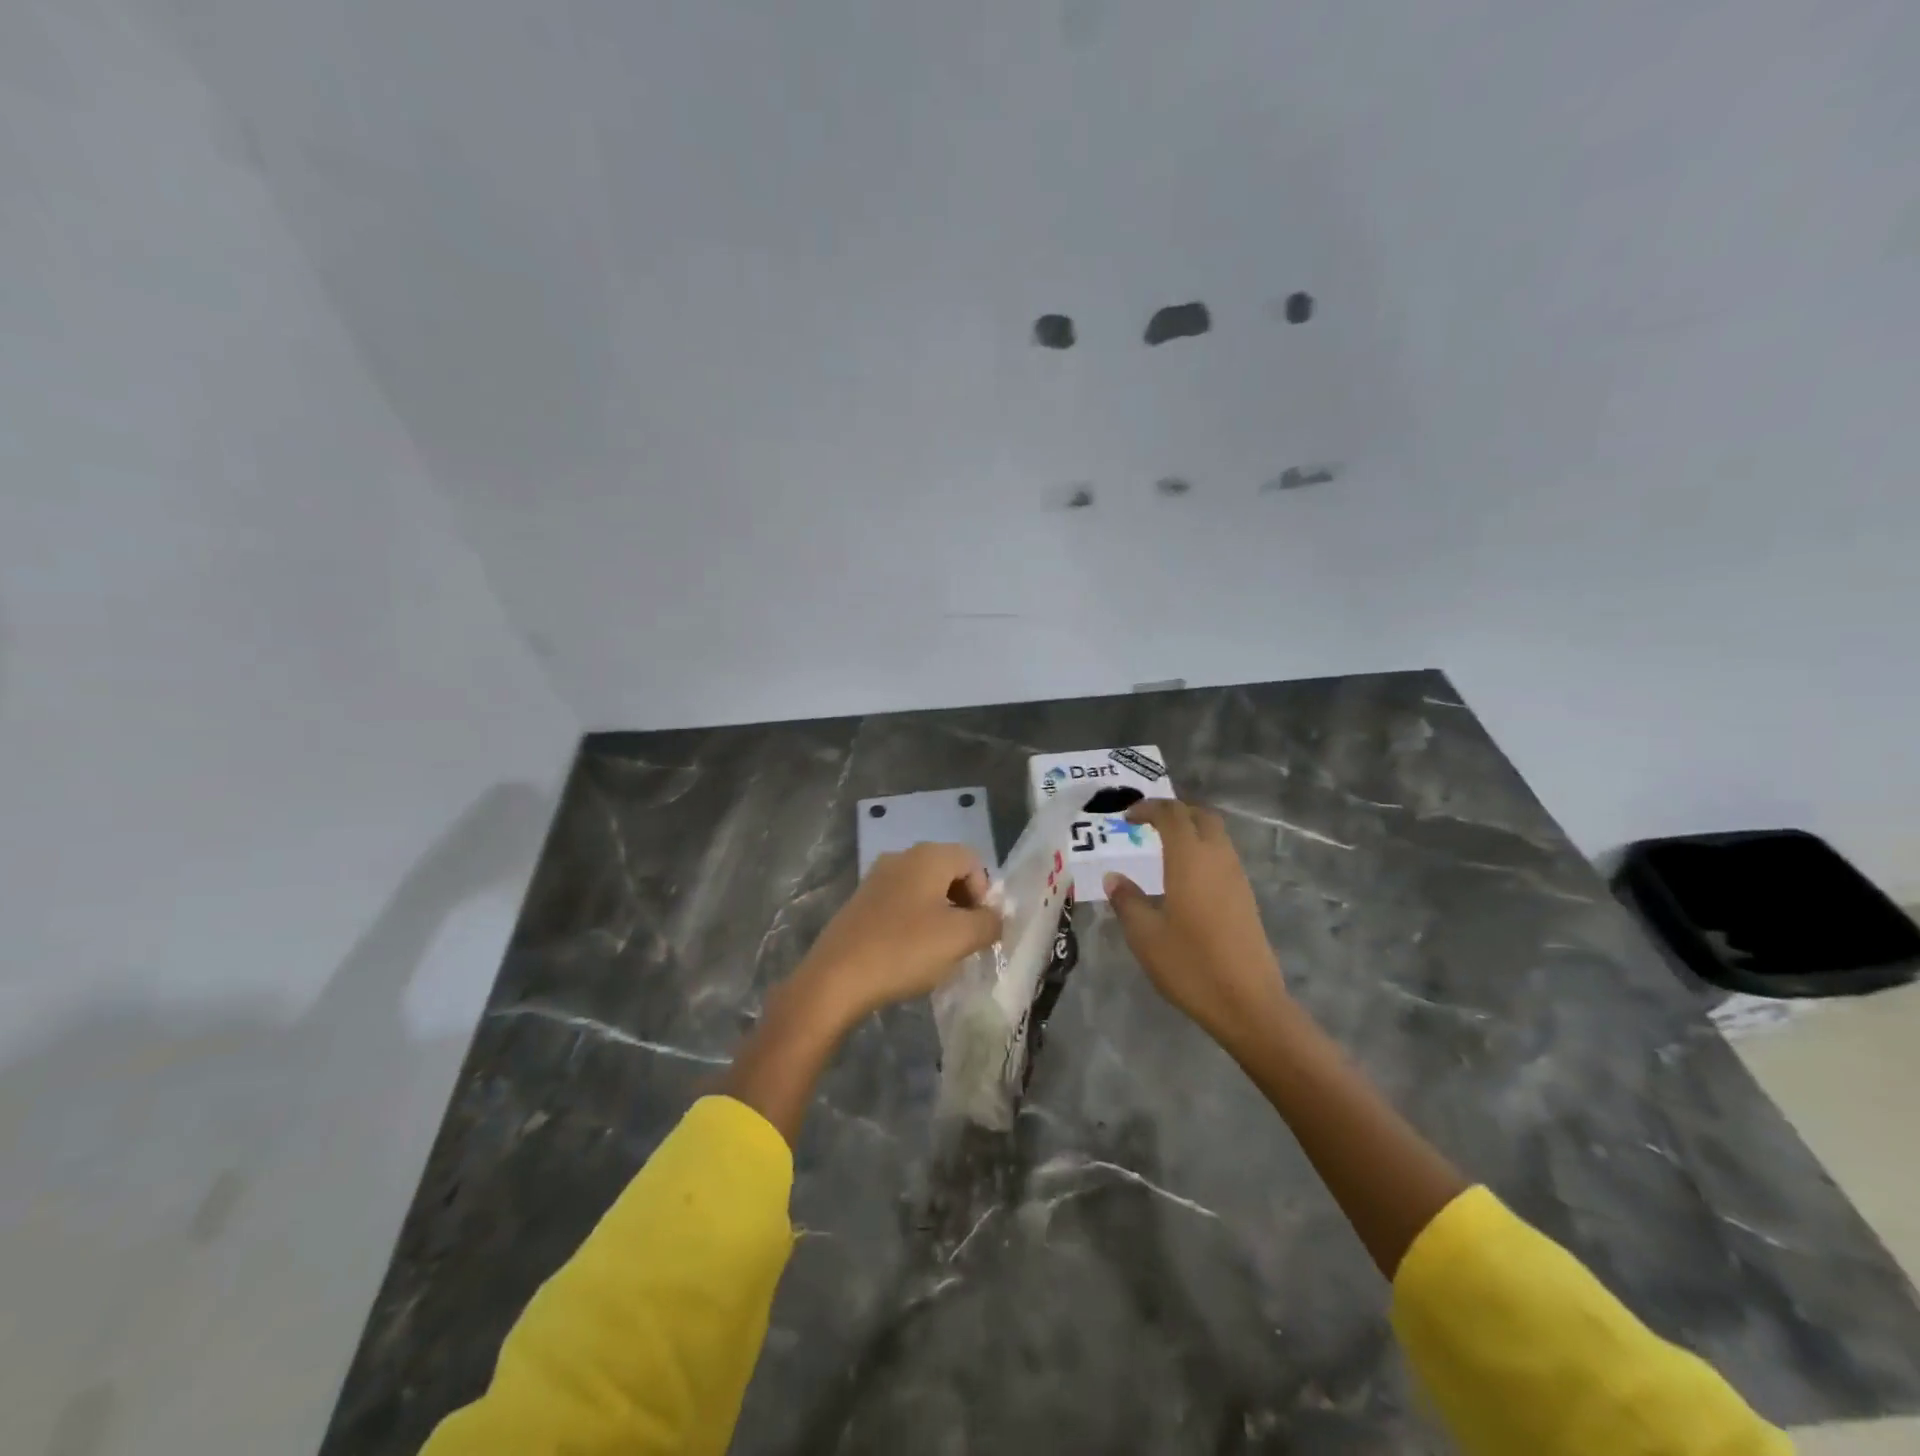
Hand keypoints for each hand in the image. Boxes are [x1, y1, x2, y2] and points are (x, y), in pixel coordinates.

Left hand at [797, 842, 1001, 1020]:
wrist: (835, 978)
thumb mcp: (959, 939)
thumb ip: (988, 923)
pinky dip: (914, 922)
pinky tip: (909, 953)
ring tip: (937, 951)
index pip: (973, 860)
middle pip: (948, 871)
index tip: (978, 928)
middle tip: (963, 940)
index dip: (984, 893)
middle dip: (963, 904)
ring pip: (924, 889)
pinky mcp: (860, 901)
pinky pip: (901, 903)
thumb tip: (994, 918)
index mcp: (928, 856)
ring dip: (939, 915)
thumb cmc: (904, 950)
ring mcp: (877, 878)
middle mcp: (902, 857)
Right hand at [1104, 800, 1289, 1047]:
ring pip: (1216, 836)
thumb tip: (1114, 878)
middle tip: (1148, 824)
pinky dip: (1202, 851)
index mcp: (1190, 859)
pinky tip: (1185, 878)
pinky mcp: (1246, 898)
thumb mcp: (1145, 935)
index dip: (1148, 808)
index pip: (1172, 814)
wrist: (1248, 1003)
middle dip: (1174, 812)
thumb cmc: (1190, 965)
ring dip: (1191, 831)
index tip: (1127, 818)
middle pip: (1201, 816)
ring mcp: (1237, 878)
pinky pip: (1223, 857)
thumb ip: (1127, 901)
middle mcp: (1217, 859)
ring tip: (1163, 848)